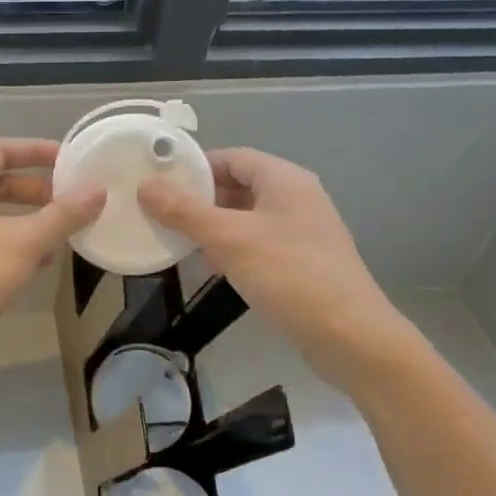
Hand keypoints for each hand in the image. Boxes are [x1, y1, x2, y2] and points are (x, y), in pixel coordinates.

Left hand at [0, 139, 104, 375]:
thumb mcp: (25, 241)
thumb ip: (63, 214)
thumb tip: (98, 190)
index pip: (0, 149)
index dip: (36, 150)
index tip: (70, 160)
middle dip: (37, 188)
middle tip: (72, 198)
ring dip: (30, 217)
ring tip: (66, 228)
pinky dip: (18, 242)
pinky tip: (44, 260)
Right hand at [139, 148, 402, 365]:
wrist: (350, 337)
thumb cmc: (289, 275)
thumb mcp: (230, 239)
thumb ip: (185, 211)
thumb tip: (145, 186)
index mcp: (284, 180)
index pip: (233, 157)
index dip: (195, 165)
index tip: (159, 180)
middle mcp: (296, 199)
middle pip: (239, 186)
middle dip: (199, 198)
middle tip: (159, 212)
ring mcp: (301, 233)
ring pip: (246, 218)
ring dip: (212, 226)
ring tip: (175, 238)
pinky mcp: (301, 264)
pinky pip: (257, 245)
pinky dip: (231, 249)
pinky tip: (209, 266)